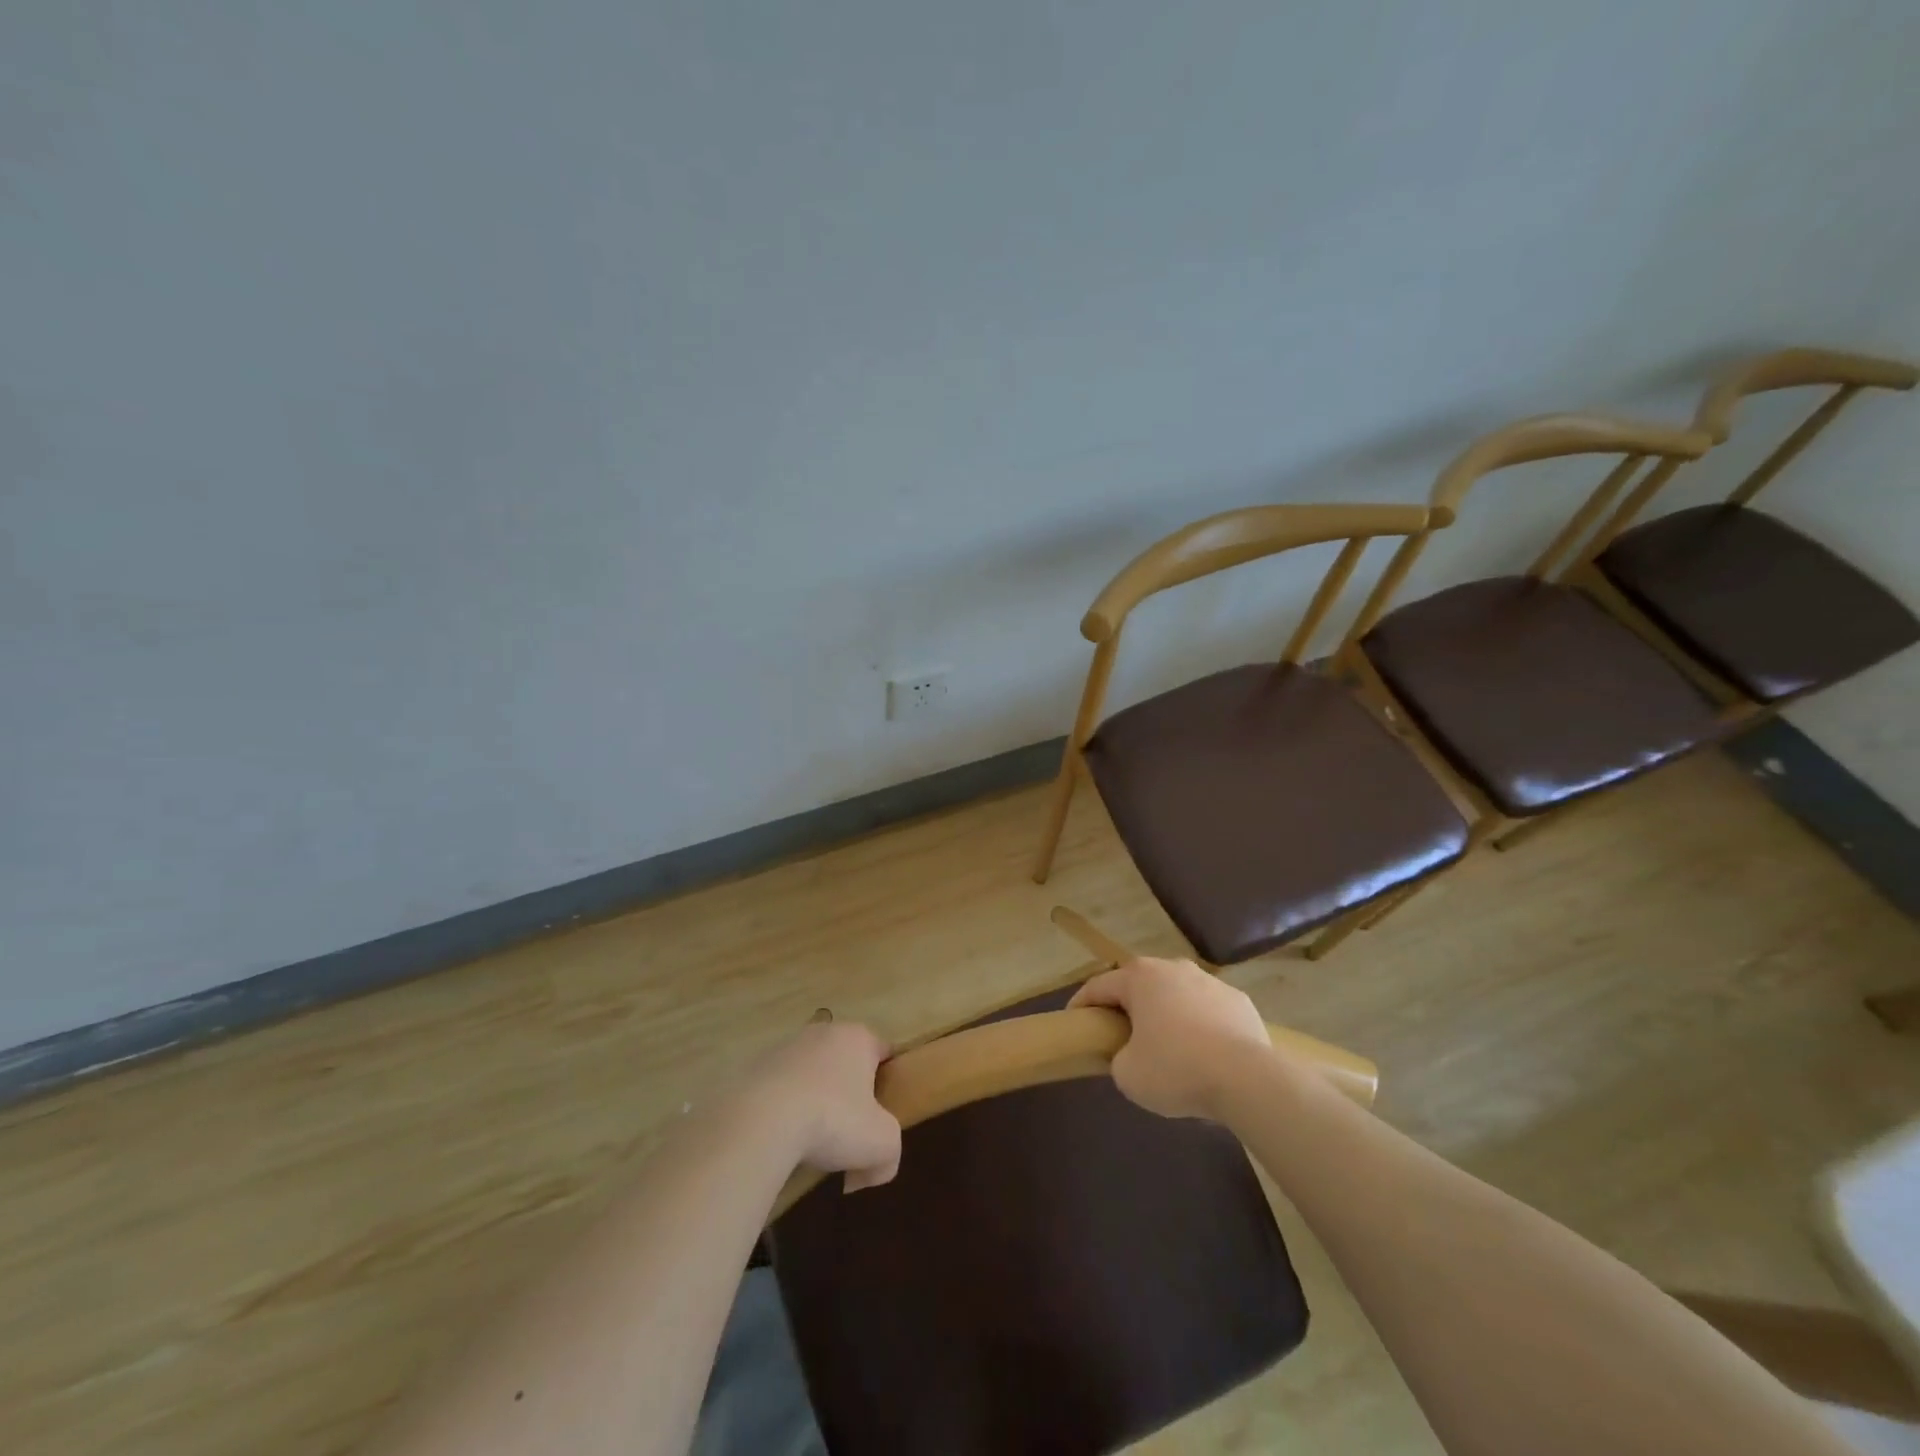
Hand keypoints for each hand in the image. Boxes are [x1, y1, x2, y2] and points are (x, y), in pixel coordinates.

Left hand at [747, 1021, 901, 1191]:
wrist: (762, 1121)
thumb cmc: (833, 1120)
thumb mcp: (882, 1144)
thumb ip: (890, 1157)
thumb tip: (871, 1172)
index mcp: (859, 1037)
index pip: (883, 1053)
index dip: (887, 1084)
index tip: (881, 1116)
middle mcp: (824, 1031)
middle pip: (845, 1063)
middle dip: (849, 1095)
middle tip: (848, 1133)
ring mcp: (787, 1046)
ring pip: (811, 1074)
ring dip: (814, 1101)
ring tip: (809, 1141)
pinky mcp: (756, 1066)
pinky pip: (780, 1088)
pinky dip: (783, 1109)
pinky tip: (780, 1138)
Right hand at [1068, 957, 1274, 1118]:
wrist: (1248, 1079)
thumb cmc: (1177, 1069)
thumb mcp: (1127, 1074)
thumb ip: (1118, 1058)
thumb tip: (1130, 1054)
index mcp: (1139, 977)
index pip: (1098, 986)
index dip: (1081, 1004)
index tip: (1073, 1021)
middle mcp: (1173, 968)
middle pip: (1140, 984)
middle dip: (1128, 1005)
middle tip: (1119, 1033)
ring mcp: (1210, 981)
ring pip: (1177, 994)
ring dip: (1167, 1013)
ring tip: (1167, 1045)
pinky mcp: (1239, 1000)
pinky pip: (1208, 1010)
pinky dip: (1200, 1025)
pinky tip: (1204, 1053)